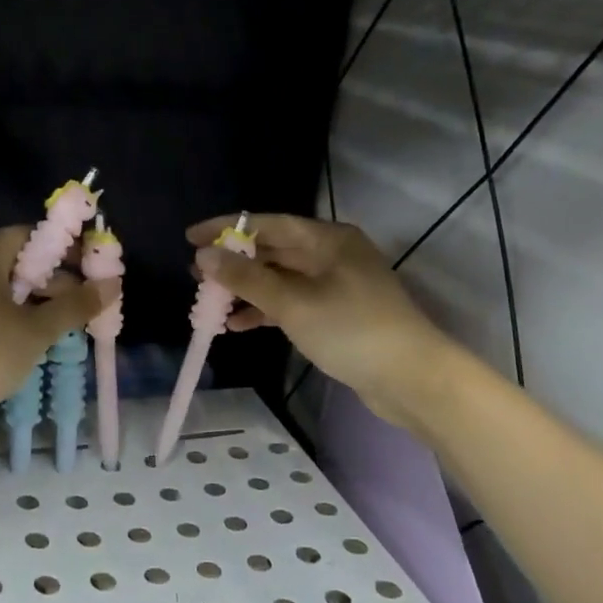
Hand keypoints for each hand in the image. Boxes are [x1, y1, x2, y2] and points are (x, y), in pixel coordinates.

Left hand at [0, 227, 118, 407]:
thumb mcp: (36, 329)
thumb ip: (76, 305)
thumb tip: (114, 284)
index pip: (35, 236)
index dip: (69, 252)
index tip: (94, 274)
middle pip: (20, 260)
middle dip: (55, 282)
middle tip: (84, 308)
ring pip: (4, 285)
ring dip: (35, 302)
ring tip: (63, 326)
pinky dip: (11, 314)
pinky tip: (30, 336)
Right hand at [187, 214, 446, 427]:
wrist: (412, 379)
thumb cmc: (352, 330)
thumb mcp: (293, 303)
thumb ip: (246, 279)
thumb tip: (204, 256)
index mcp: (328, 239)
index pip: (268, 223)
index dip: (227, 228)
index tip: (190, 237)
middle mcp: (333, 254)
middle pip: (274, 250)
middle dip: (234, 262)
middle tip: (196, 273)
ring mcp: (337, 285)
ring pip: (281, 278)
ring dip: (247, 289)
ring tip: (210, 302)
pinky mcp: (339, 313)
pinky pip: (293, 302)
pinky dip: (268, 310)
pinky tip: (240, 325)